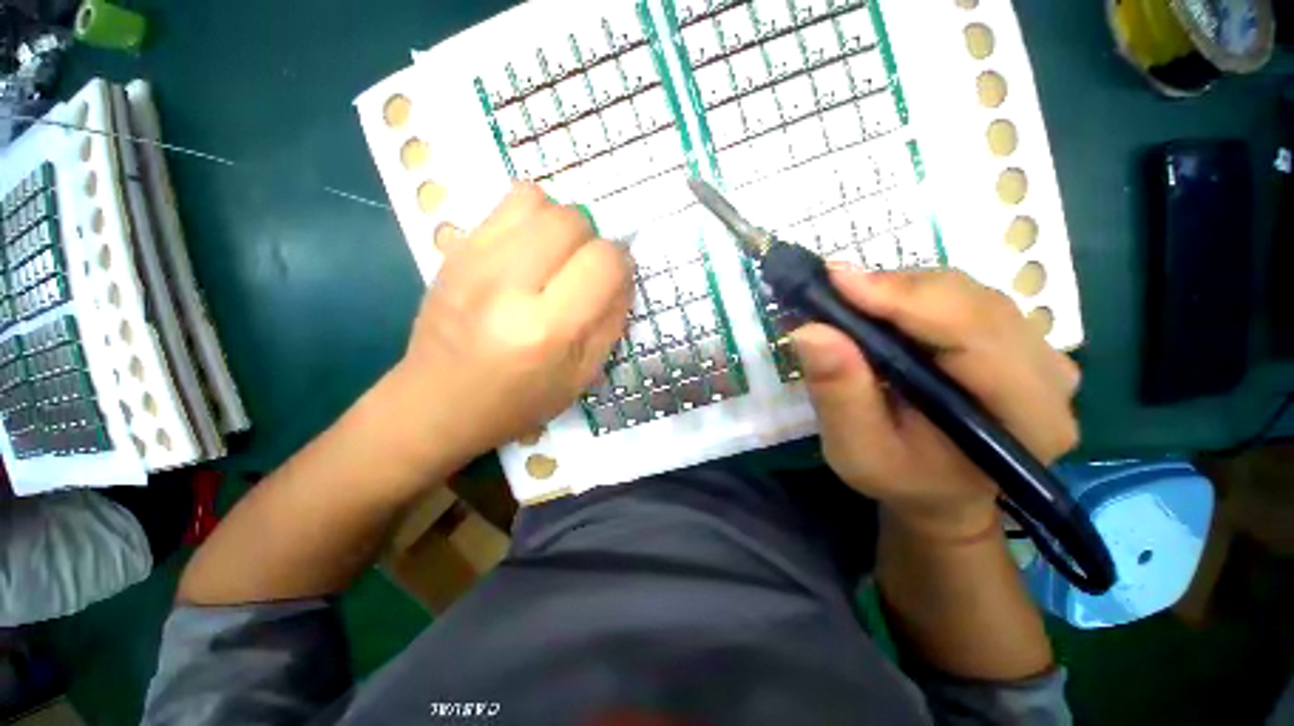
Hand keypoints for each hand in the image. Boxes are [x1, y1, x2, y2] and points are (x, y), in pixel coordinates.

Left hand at [390, 183, 631, 470]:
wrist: (437, 403)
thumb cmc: (519, 401)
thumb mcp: (581, 375)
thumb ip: (611, 320)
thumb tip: (623, 273)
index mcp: (546, 330)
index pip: (604, 262)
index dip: (620, 264)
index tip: (613, 279)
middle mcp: (507, 287)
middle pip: (570, 220)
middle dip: (590, 240)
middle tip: (581, 270)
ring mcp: (472, 262)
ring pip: (536, 199)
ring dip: (558, 223)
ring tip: (553, 256)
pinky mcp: (452, 251)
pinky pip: (503, 205)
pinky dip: (528, 221)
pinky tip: (524, 254)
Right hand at [790, 268, 1080, 539]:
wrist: (940, 490)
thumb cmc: (900, 478)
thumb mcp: (856, 449)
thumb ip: (839, 393)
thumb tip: (811, 331)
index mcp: (1026, 416)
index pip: (972, 332)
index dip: (903, 298)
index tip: (837, 279)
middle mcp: (1049, 375)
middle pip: (973, 303)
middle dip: (895, 289)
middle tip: (832, 286)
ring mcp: (1040, 351)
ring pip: (968, 293)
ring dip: (902, 290)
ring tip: (850, 297)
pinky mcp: (1019, 340)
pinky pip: (966, 299)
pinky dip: (914, 295)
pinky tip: (881, 306)